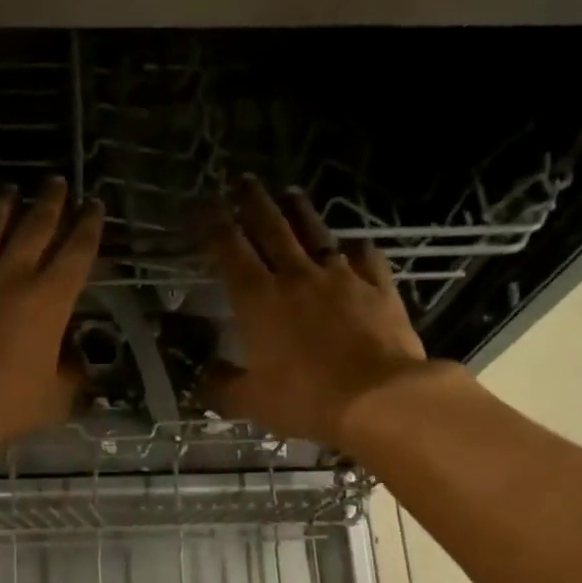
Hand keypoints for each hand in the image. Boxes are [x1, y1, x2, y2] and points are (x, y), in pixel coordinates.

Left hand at [0, 177, 103, 444]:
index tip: (95, 205)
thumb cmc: (3, 403)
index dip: (89, 226)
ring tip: (10, 191)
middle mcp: (11, 273)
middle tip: (57, 182)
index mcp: (49, 300)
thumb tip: (78, 363)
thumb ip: (71, 377)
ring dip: (3, 205)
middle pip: (35, 226)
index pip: (77, 252)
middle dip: (51, 202)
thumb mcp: (54, 400)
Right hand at [201, 176, 429, 450]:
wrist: (379, 398)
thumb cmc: (305, 399)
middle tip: (243, 181)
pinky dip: (353, 247)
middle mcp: (296, 276)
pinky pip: (364, 257)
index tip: (203, 207)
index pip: (229, 251)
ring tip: (290, 194)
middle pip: (271, 228)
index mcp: (258, 300)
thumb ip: (220, 387)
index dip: (213, 226)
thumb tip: (202, 379)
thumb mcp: (250, 402)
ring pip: (315, 233)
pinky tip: (351, 245)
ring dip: (299, 211)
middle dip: (253, 202)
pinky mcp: (378, 287)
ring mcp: (341, 277)